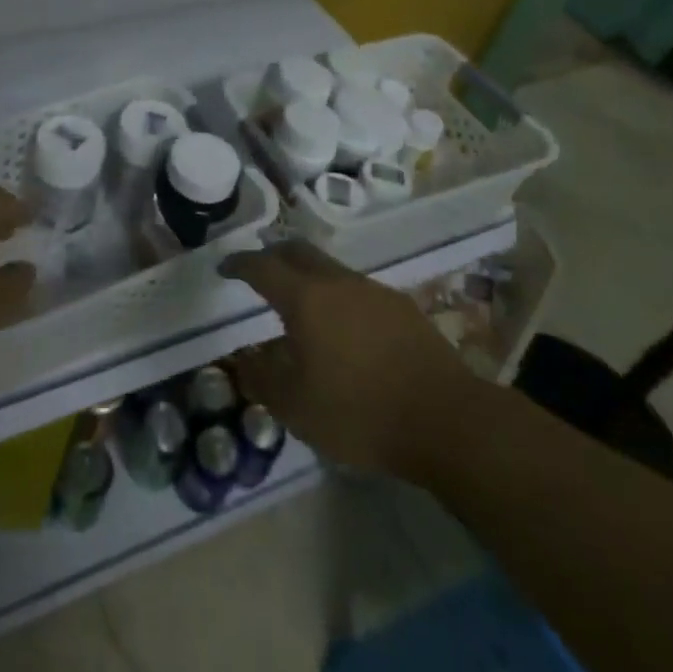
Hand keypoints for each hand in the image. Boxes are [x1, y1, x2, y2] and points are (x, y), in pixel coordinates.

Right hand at [221, 241, 481, 476]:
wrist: (447, 420)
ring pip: (330, 269)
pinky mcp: (403, 308)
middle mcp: (338, 282)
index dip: (239, 264)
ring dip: (308, 277)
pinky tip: (344, 329)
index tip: (225, 268)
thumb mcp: (295, 407)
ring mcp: (374, 291)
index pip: (262, 267)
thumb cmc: (360, 412)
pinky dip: (338, 297)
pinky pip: (358, 290)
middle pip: (298, 251)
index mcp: (305, 299)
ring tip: (301, 305)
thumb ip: (262, 378)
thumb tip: (245, 358)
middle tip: (259, 271)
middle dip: (273, 256)